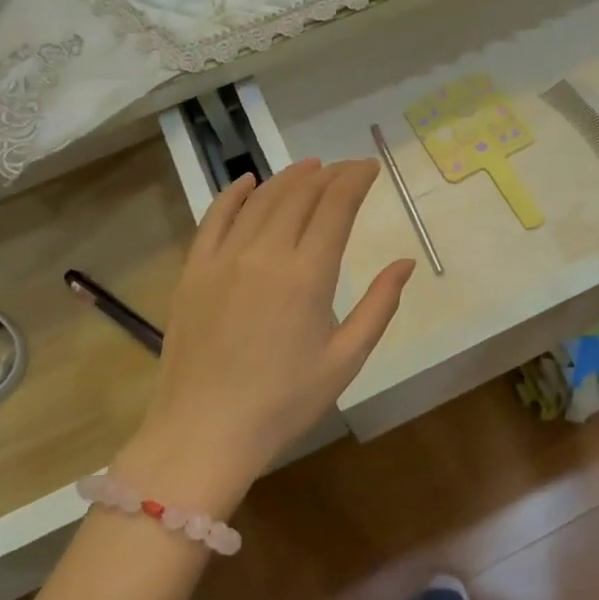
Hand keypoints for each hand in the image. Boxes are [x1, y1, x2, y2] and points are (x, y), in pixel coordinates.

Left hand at [118, 158, 414, 509]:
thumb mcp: (346, 359)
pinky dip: (233, 194)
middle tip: (345, 169)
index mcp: (307, 275)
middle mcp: (264, 254)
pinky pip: (213, 218)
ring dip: (288, 177)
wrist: (204, 432)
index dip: (355, 179)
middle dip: (327, 174)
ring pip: (260, 200)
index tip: (370, 167)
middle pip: (299, 195)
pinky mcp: (193, 271)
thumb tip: (405, 263)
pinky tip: (248, 181)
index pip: (335, 206)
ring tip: (310, 167)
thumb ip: (379, 305)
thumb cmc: (284, 402)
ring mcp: (223, 259)